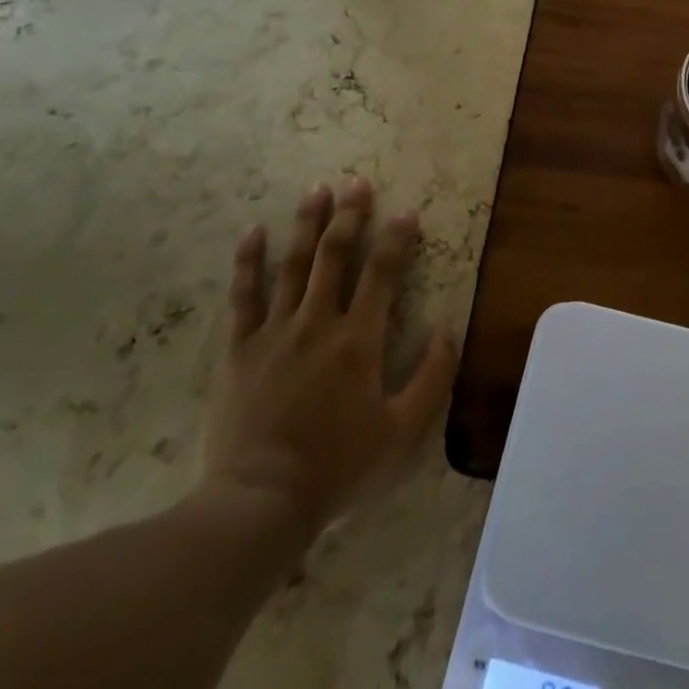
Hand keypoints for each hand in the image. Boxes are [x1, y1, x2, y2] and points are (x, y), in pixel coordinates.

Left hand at [197, 178, 457, 559]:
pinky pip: (243, 296)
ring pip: (293, 265)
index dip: (397, 238)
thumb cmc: (338, 469)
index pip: (383, 273)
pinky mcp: (239, 350)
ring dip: (308, 224)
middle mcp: (318, 323)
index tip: (406, 211)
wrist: (259, 505)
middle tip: (357, 182)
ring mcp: (275, 332)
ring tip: (317, 190)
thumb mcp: (404, 434)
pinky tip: (253, 231)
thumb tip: (449, 328)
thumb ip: (433, 378)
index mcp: (359, 340)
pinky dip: (248, 261)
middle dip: (350, 215)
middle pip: (336, 255)